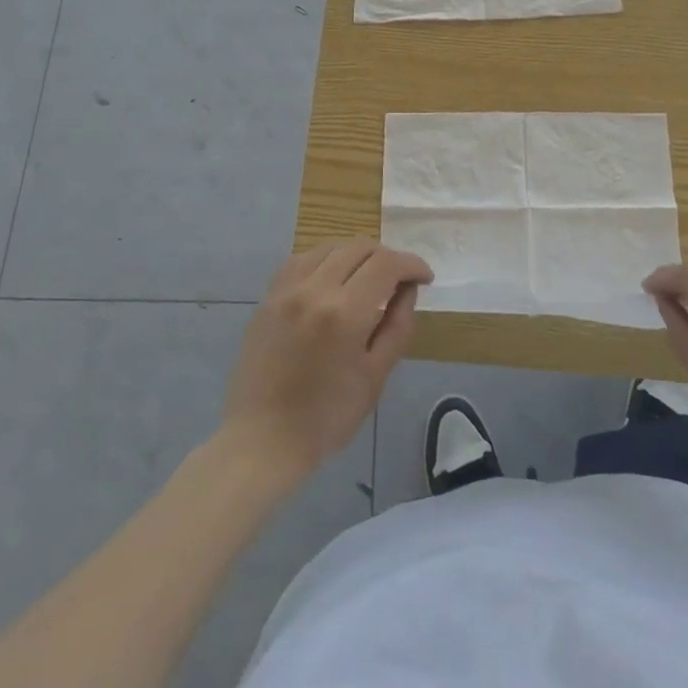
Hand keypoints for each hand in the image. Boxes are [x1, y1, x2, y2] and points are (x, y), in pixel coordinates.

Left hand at [220, 241, 431, 487]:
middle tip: (399, 280)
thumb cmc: (326, 418)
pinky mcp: (269, 296)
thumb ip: (397, 326)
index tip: (425, 278)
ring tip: (368, 277)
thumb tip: (408, 289)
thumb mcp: (375, 377)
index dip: (412, 264)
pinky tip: (332, 279)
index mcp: (344, 311)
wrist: (262, 440)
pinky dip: (325, 259)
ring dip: (356, 254)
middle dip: (387, 257)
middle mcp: (314, 288)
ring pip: (330, 247)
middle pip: (359, 247)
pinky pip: (302, 259)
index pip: (387, 264)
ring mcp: (287, 289)